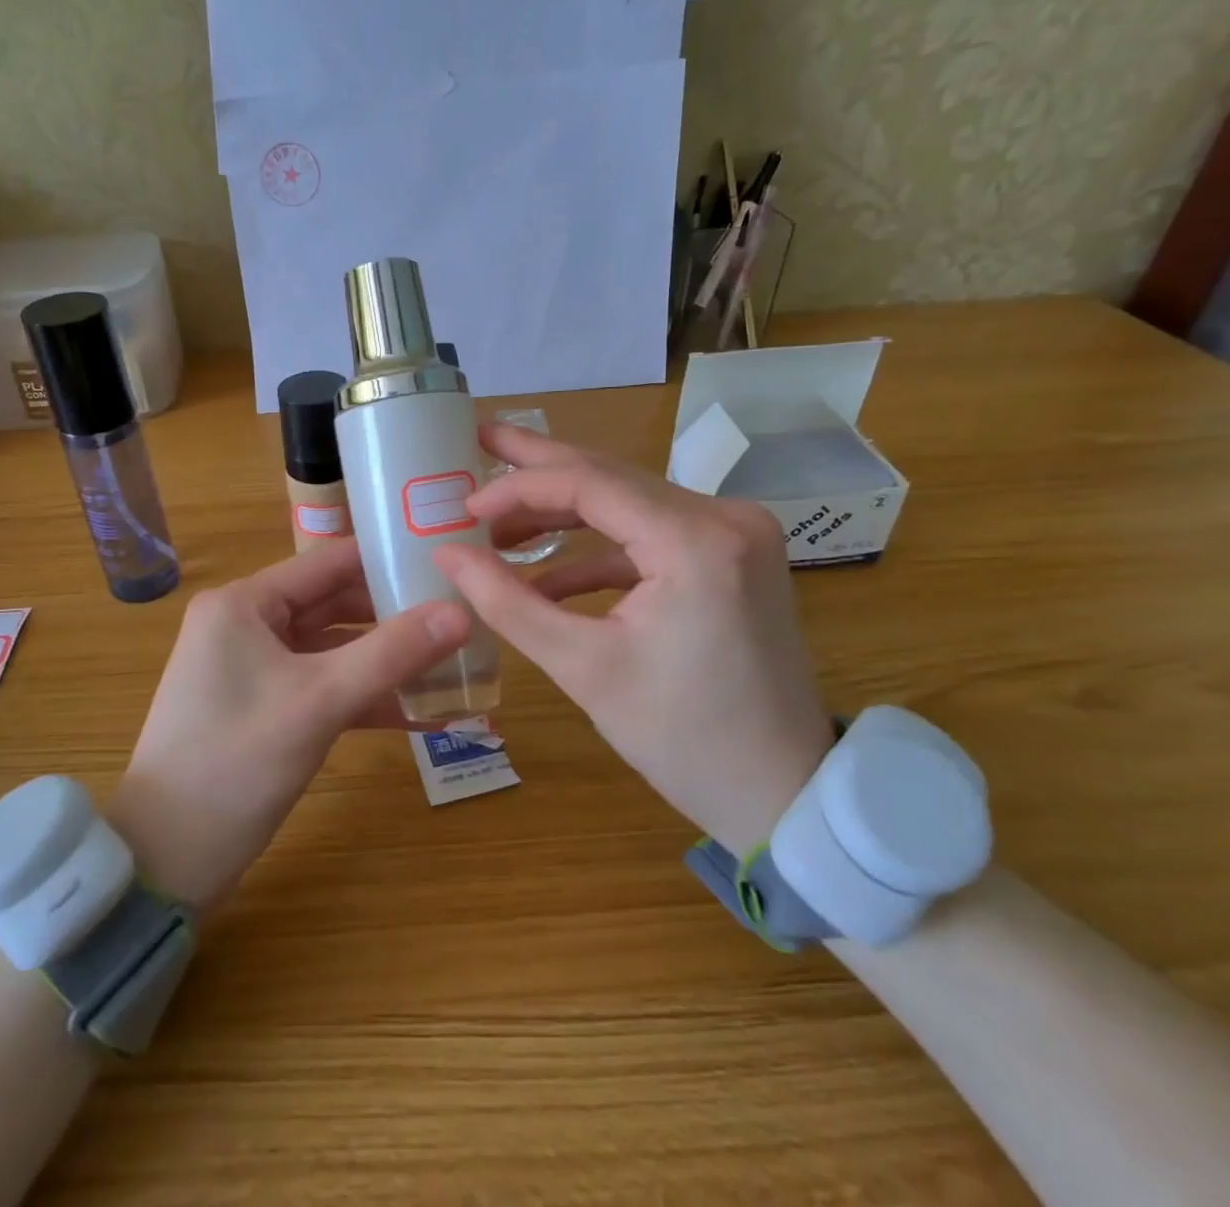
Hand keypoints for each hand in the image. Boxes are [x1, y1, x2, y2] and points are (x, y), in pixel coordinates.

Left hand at [107, 539, 469, 912]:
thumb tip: (462, 613)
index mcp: (245, 603)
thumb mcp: (319, 701)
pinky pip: (324, 688)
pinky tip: (422, 714)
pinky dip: (365, 698)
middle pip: (335, 604)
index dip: (387, 558)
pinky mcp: (265, 709)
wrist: (164, 861)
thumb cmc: (234, 762)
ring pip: (334, 650)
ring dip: (386, 661)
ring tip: (454, 663)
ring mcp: (255, 669)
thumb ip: (392, 653)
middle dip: (395, 615)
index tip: (446, 562)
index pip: (329, 561)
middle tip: (461, 616)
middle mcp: (247, 624)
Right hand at [432, 424, 833, 852]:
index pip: (589, 483)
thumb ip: (507, 602)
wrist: (784, 792)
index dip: (518, 487)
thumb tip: (445, 553)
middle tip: (478, 438)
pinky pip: (649, 534)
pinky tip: (545, 573)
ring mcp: (734, 533)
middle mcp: (724, 517)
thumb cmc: (682, 739)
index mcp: (695, 541)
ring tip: (495, 518)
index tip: (464, 504)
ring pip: (627, 501)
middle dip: (537, 465)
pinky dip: (597, 550)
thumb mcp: (583, 668)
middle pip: (611, 475)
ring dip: (561, 513)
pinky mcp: (730, 555)